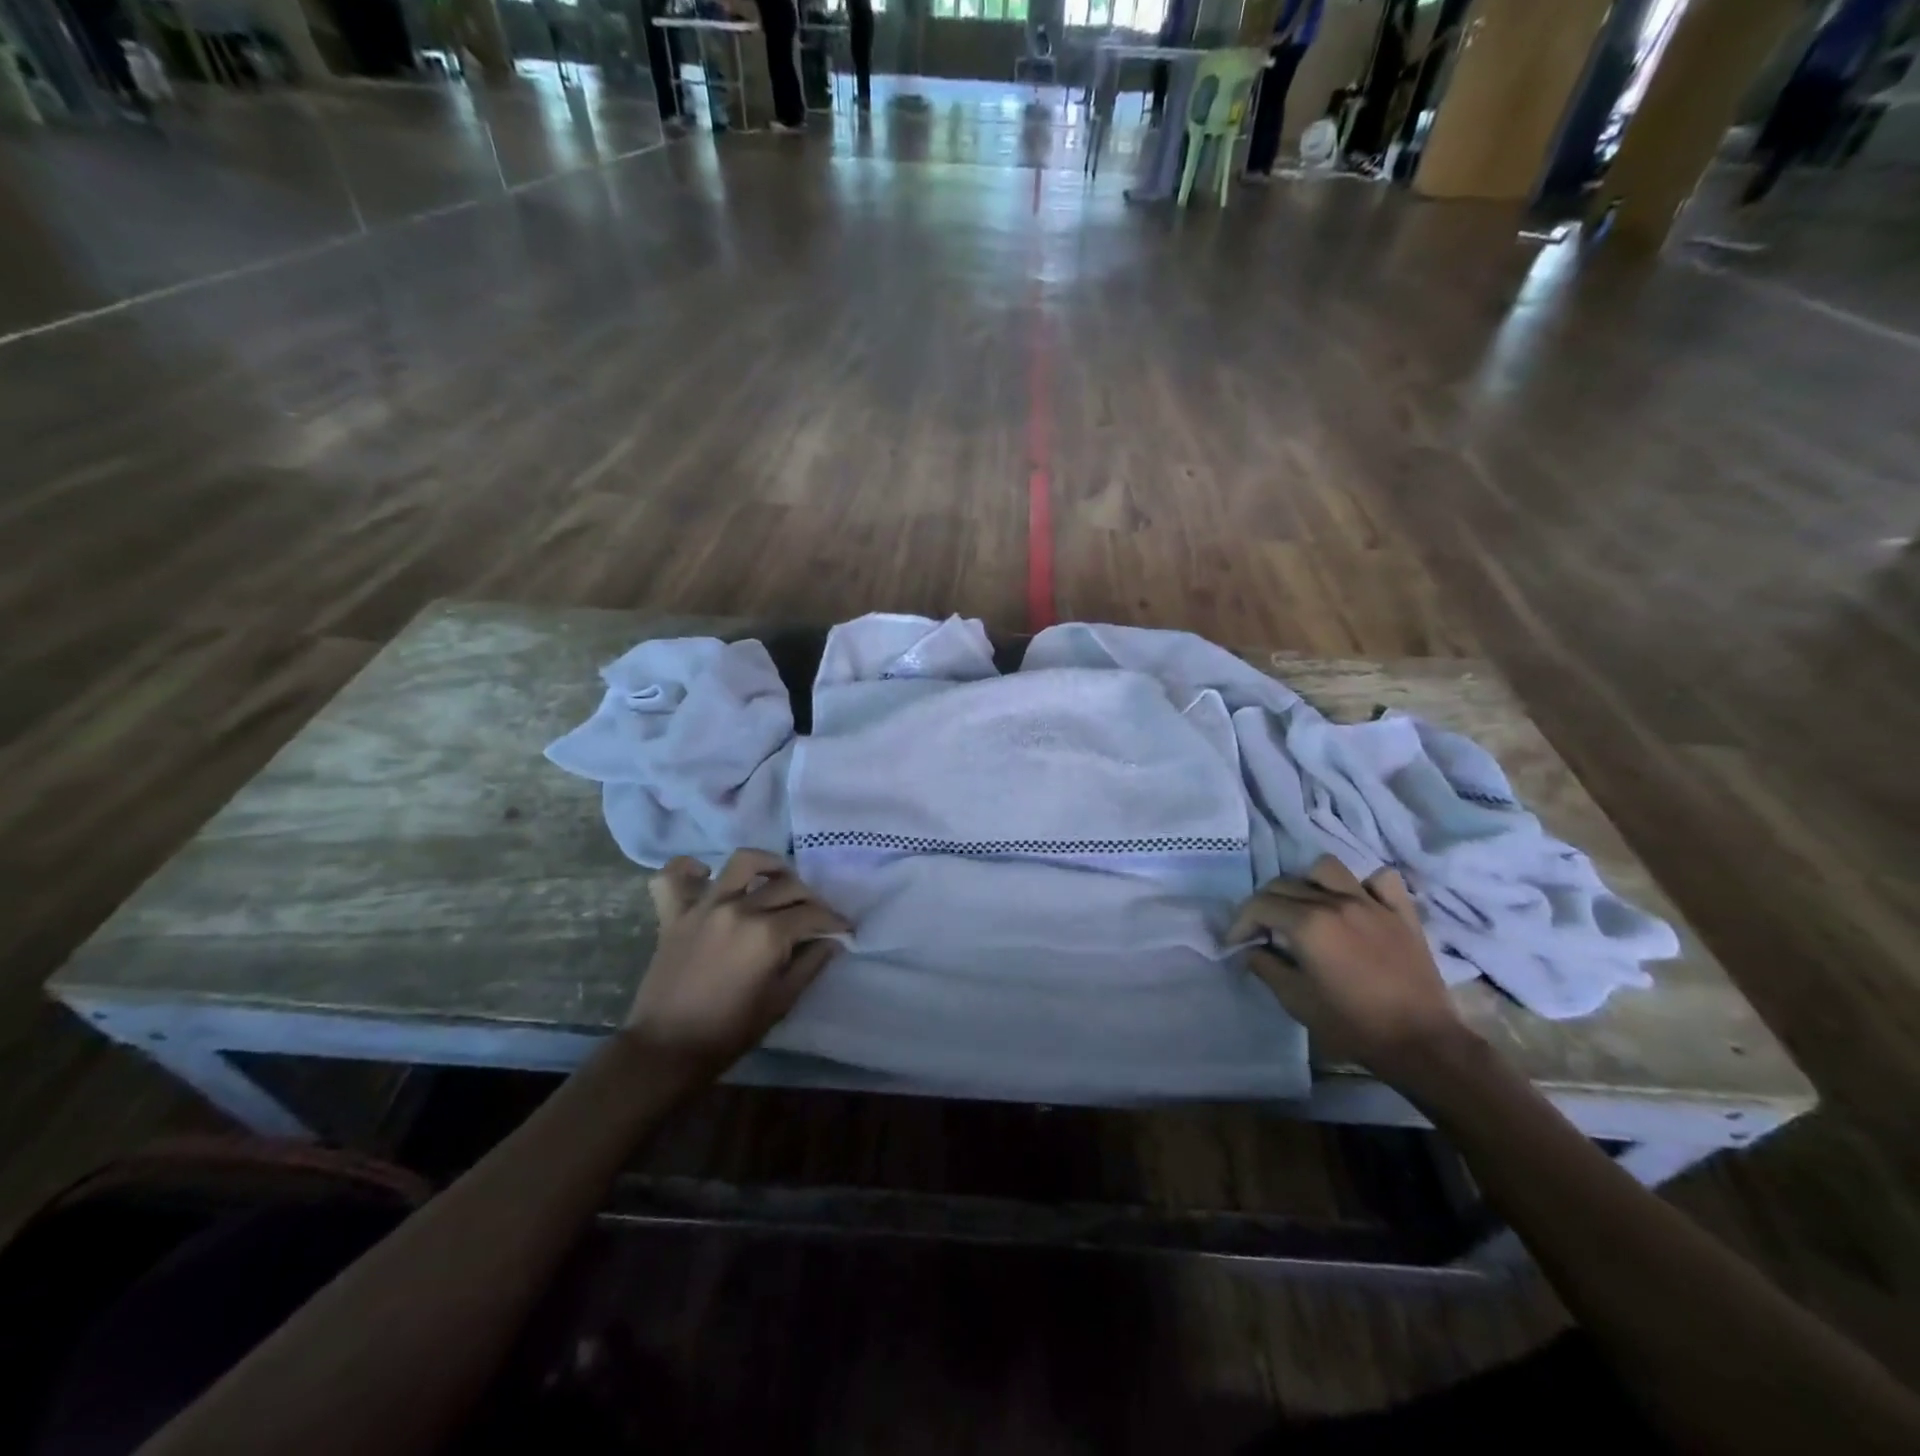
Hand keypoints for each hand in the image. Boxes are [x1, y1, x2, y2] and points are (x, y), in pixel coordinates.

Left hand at [628, 850, 847, 1072]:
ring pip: (742, 862)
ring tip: (774, 877)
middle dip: (810, 898)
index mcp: (767, 934)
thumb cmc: (729, 1032)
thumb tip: (832, 941)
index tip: (843, 929)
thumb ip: (810, 965)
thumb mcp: (781, 1002)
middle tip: (814, 915)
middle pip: (786, 885)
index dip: (834, 921)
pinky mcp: (674, 914)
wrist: (666, 1049)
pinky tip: (704, 875)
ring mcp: (704, 907)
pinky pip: (674, 876)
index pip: (812, 914)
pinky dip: (688, 869)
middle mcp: (739, 909)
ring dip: (766, 864)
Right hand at [1228, 856, 1474, 1085]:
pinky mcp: (1402, 914)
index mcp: (1308, 923)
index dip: (1240, 922)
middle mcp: (1336, 902)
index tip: (1236, 942)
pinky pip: (1381, 881)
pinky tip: (1356, 902)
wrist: (1421, 1043)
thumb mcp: (1295, 1000)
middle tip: (1264, 930)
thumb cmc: (1352, 1024)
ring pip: (1327, 869)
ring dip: (1308, 883)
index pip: (1259, 905)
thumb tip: (1251, 949)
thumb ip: (1266, 967)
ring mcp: (1372, 904)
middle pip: (1285, 883)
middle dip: (1265, 904)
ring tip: (1306, 907)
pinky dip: (1364, 885)